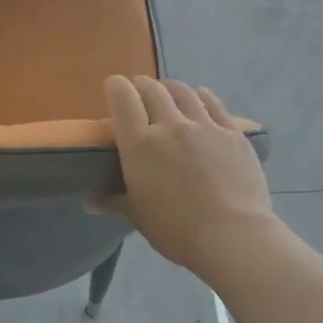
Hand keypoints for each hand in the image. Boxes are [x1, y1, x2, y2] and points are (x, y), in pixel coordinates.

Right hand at [102, 75, 278, 281]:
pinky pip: (213, 103)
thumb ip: (113, 200)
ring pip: (183, 91)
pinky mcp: (232, 133)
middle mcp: (170, 125)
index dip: (116, 87)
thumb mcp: (137, 215)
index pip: (122, 98)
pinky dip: (201, 96)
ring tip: (167, 92)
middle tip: (139, 93)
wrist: (233, 236)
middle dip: (142, 86)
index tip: (114, 88)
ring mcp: (204, 126)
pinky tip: (199, 98)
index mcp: (140, 144)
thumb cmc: (176, 230)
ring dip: (170, 88)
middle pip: (152, 90)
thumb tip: (89, 201)